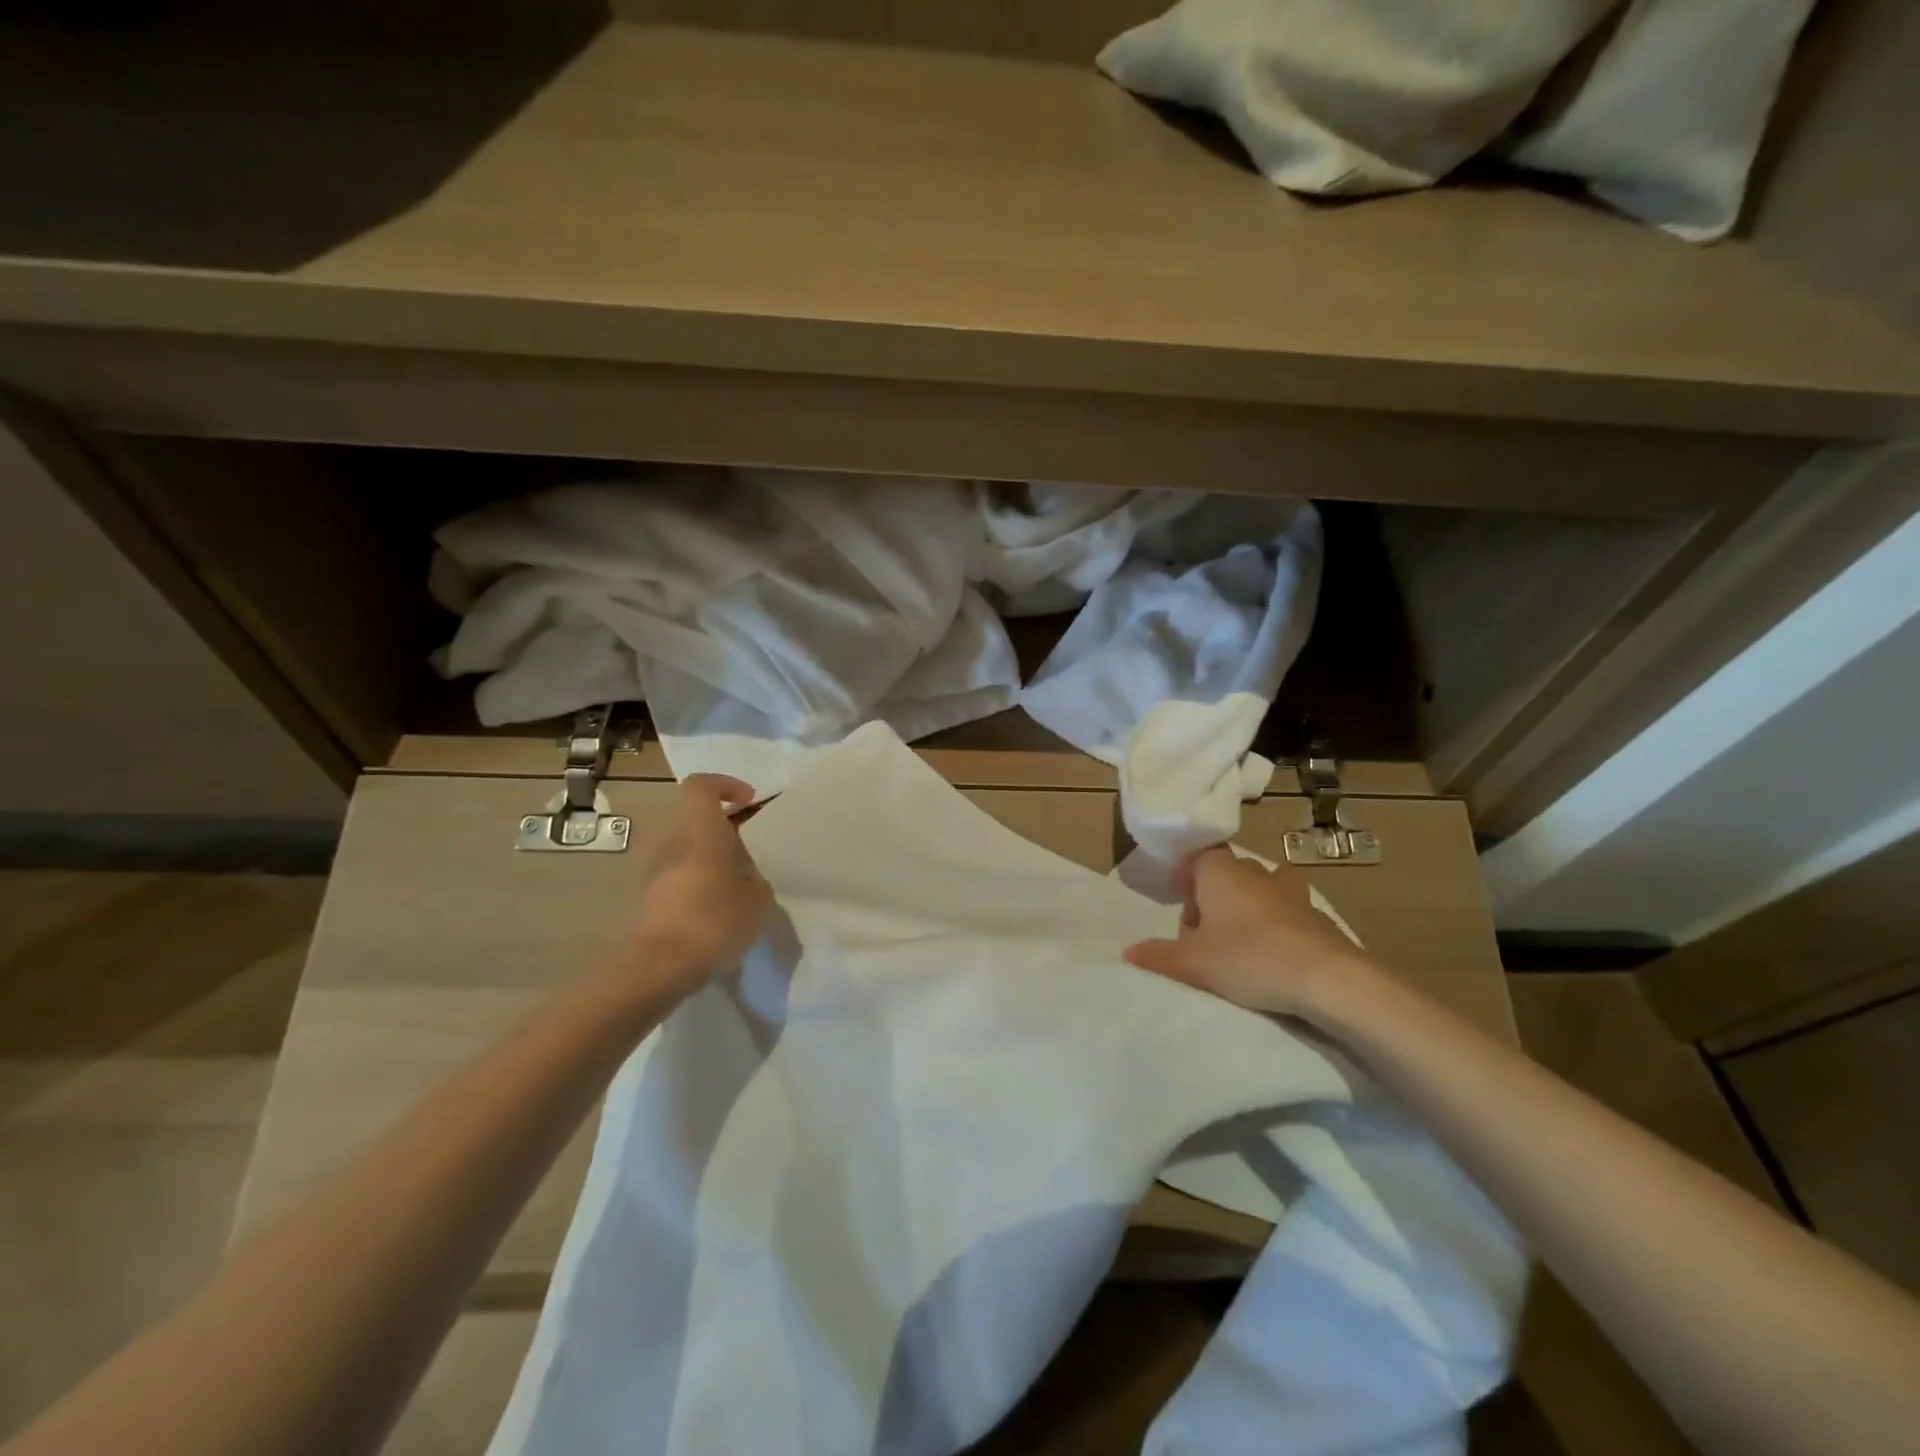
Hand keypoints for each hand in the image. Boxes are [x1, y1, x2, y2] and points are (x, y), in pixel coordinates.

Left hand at [627, 774, 773, 998]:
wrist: (659, 968)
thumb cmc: (714, 921)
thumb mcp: (759, 899)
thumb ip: (756, 878)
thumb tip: (746, 877)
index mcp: (701, 831)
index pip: (701, 786)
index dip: (726, 785)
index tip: (749, 803)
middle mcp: (673, 842)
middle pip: (698, 820)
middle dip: (726, 832)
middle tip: (752, 857)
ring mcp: (656, 871)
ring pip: (689, 850)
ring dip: (713, 861)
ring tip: (739, 890)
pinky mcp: (649, 899)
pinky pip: (680, 878)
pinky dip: (700, 886)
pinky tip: (719, 914)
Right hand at [1124, 848, 1378, 1017]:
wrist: (1329, 979)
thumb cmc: (1250, 959)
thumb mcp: (1193, 963)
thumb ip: (1159, 955)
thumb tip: (1129, 952)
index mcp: (1221, 871)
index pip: (1196, 857)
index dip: (1185, 877)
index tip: (1178, 902)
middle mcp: (1256, 872)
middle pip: (1226, 874)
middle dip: (1211, 898)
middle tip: (1201, 936)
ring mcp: (1291, 892)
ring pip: (1259, 890)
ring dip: (1245, 909)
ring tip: (1238, 944)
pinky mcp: (1317, 917)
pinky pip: (1286, 913)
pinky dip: (1275, 927)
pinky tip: (1272, 958)